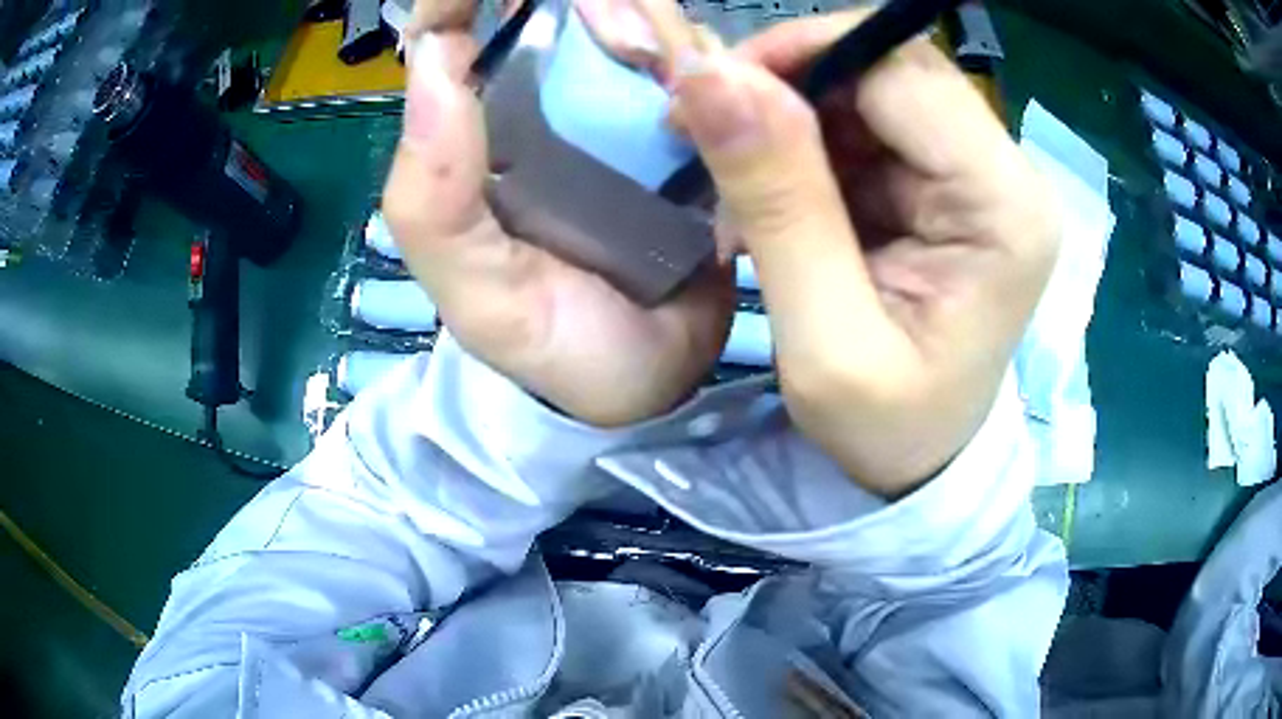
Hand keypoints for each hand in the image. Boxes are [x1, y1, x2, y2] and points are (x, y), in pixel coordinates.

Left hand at [383, 4, 734, 427]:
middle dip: (598, 8)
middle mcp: (547, 106)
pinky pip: (700, 66)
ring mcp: (623, 110)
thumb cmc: (557, 346)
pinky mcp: (688, 127)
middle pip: (562, 9)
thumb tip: (435, 60)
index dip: (458, 0)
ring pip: (640, 25)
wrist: (652, 386)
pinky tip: (728, 99)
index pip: (447, 35)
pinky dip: (716, 66)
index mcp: (480, 137)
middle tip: (635, 54)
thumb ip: (432, 198)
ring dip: (662, 36)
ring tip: (680, 102)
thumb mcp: (478, 294)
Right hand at [636, 3, 1058, 495]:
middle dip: (787, 85)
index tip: (709, 99)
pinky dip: (803, 147)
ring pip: (867, 88)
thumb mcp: (823, 340)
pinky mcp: (948, 183)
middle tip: (709, 139)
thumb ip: (776, 199)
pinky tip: (774, 203)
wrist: (920, 462)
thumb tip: (708, 73)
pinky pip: (864, 126)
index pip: (900, 69)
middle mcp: (1007, 173)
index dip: (799, 57)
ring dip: (788, 123)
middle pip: (887, 66)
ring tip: (740, 199)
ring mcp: (979, 173)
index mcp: (1005, 208)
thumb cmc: (885, 430)